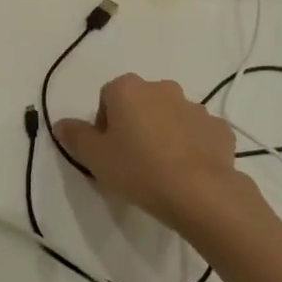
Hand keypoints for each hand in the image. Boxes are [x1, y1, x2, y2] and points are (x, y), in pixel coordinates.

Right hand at [52, 74, 252, 243]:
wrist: (201, 193)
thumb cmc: (139, 170)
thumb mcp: (94, 157)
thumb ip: (74, 136)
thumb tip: (62, 123)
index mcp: (128, 88)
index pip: (107, 98)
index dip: (103, 125)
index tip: (107, 152)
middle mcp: (162, 88)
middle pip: (140, 103)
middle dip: (135, 125)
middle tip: (132, 160)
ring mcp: (195, 107)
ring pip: (170, 117)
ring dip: (163, 134)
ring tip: (161, 169)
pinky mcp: (219, 128)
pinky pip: (197, 133)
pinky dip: (191, 146)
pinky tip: (187, 172)